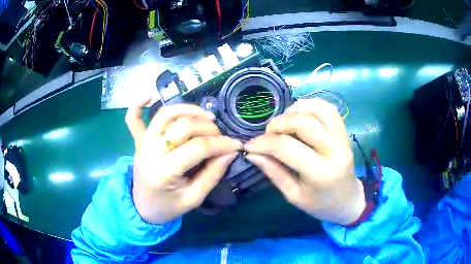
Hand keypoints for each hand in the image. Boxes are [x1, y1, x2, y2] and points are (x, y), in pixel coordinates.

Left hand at [125, 100, 241, 223]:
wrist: (142, 209)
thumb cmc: (168, 207)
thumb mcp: (194, 199)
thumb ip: (212, 175)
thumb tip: (230, 152)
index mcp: (163, 172)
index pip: (197, 147)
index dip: (221, 144)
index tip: (236, 145)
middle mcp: (150, 151)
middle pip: (182, 126)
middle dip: (208, 128)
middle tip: (220, 138)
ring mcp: (142, 143)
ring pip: (165, 114)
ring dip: (187, 110)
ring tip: (206, 117)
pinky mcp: (138, 141)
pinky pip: (133, 119)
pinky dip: (138, 105)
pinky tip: (148, 96)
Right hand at [244, 99, 364, 224]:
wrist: (347, 200)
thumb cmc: (320, 204)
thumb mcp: (293, 195)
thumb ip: (273, 172)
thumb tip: (252, 153)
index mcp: (321, 173)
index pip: (287, 147)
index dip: (263, 143)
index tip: (250, 146)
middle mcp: (335, 150)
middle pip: (303, 122)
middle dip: (278, 123)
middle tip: (268, 134)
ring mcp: (342, 138)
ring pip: (317, 109)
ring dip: (294, 111)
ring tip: (283, 124)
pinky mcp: (344, 131)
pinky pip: (328, 108)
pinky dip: (309, 106)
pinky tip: (299, 115)